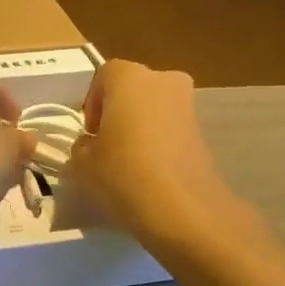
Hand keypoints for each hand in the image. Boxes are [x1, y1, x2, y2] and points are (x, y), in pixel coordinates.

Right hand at [67, 59, 242, 242]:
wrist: (184, 209)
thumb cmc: (123, 173)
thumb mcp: (82, 162)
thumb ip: (82, 145)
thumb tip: (91, 144)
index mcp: (129, 77)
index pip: (103, 76)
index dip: (91, 103)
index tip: (89, 134)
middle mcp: (162, 80)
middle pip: (132, 90)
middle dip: (118, 112)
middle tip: (106, 145)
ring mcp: (188, 105)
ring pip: (153, 109)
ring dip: (139, 128)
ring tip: (127, 163)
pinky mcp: (203, 133)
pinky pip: (170, 129)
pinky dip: (158, 143)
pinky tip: (149, 173)